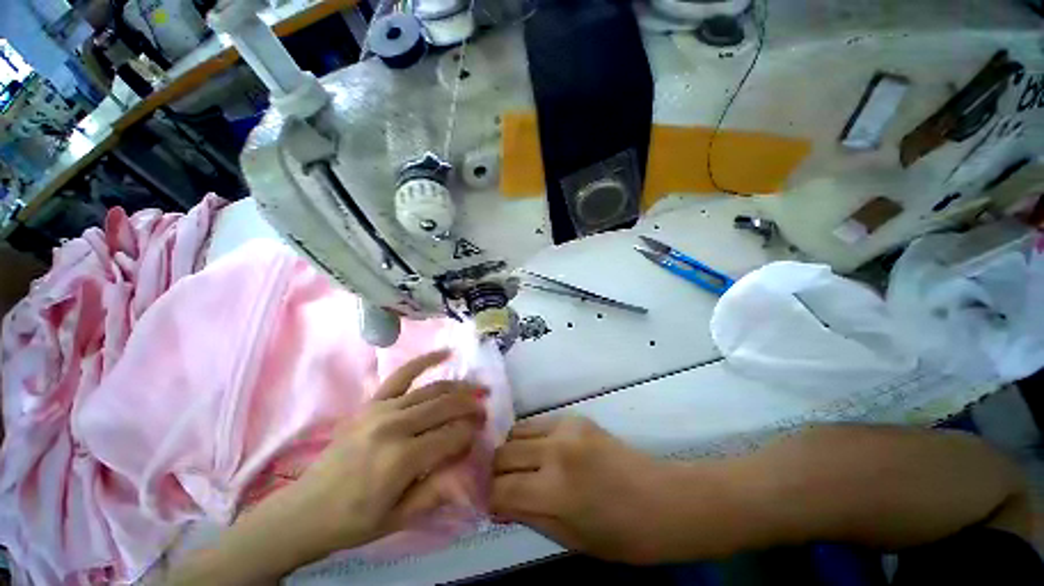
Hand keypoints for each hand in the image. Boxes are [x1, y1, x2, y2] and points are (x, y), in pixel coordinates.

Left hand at [272, 350, 486, 556]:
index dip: (471, 432)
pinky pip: (403, 374)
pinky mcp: (371, 402)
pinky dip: (426, 361)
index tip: (482, 433)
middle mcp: (395, 425)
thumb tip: (469, 460)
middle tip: (485, 408)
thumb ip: (440, 488)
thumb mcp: (402, 517)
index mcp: (402, 458)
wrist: (306, 510)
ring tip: (477, 388)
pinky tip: (446, 353)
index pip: (453, 435)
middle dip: (471, 406)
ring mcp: (382, 409)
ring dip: (459, 387)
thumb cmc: (356, 520)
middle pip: (446, 406)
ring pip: (432, 390)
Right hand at [491, 416, 687, 563]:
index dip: (486, 498)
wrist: (662, 500)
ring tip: (518, 467)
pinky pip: (537, 423)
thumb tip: (494, 502)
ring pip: (516, 432)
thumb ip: (526, 515)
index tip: (484, 502)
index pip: (499, 489)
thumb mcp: (569, 539)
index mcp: (554, 490)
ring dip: (510, 451)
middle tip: (499, 485)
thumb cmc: (620, 534)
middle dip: (493, 472)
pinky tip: (539, 452)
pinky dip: (529, 438)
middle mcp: (555, 451)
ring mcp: (565, 428)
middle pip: (502, 454)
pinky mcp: (575, 417)